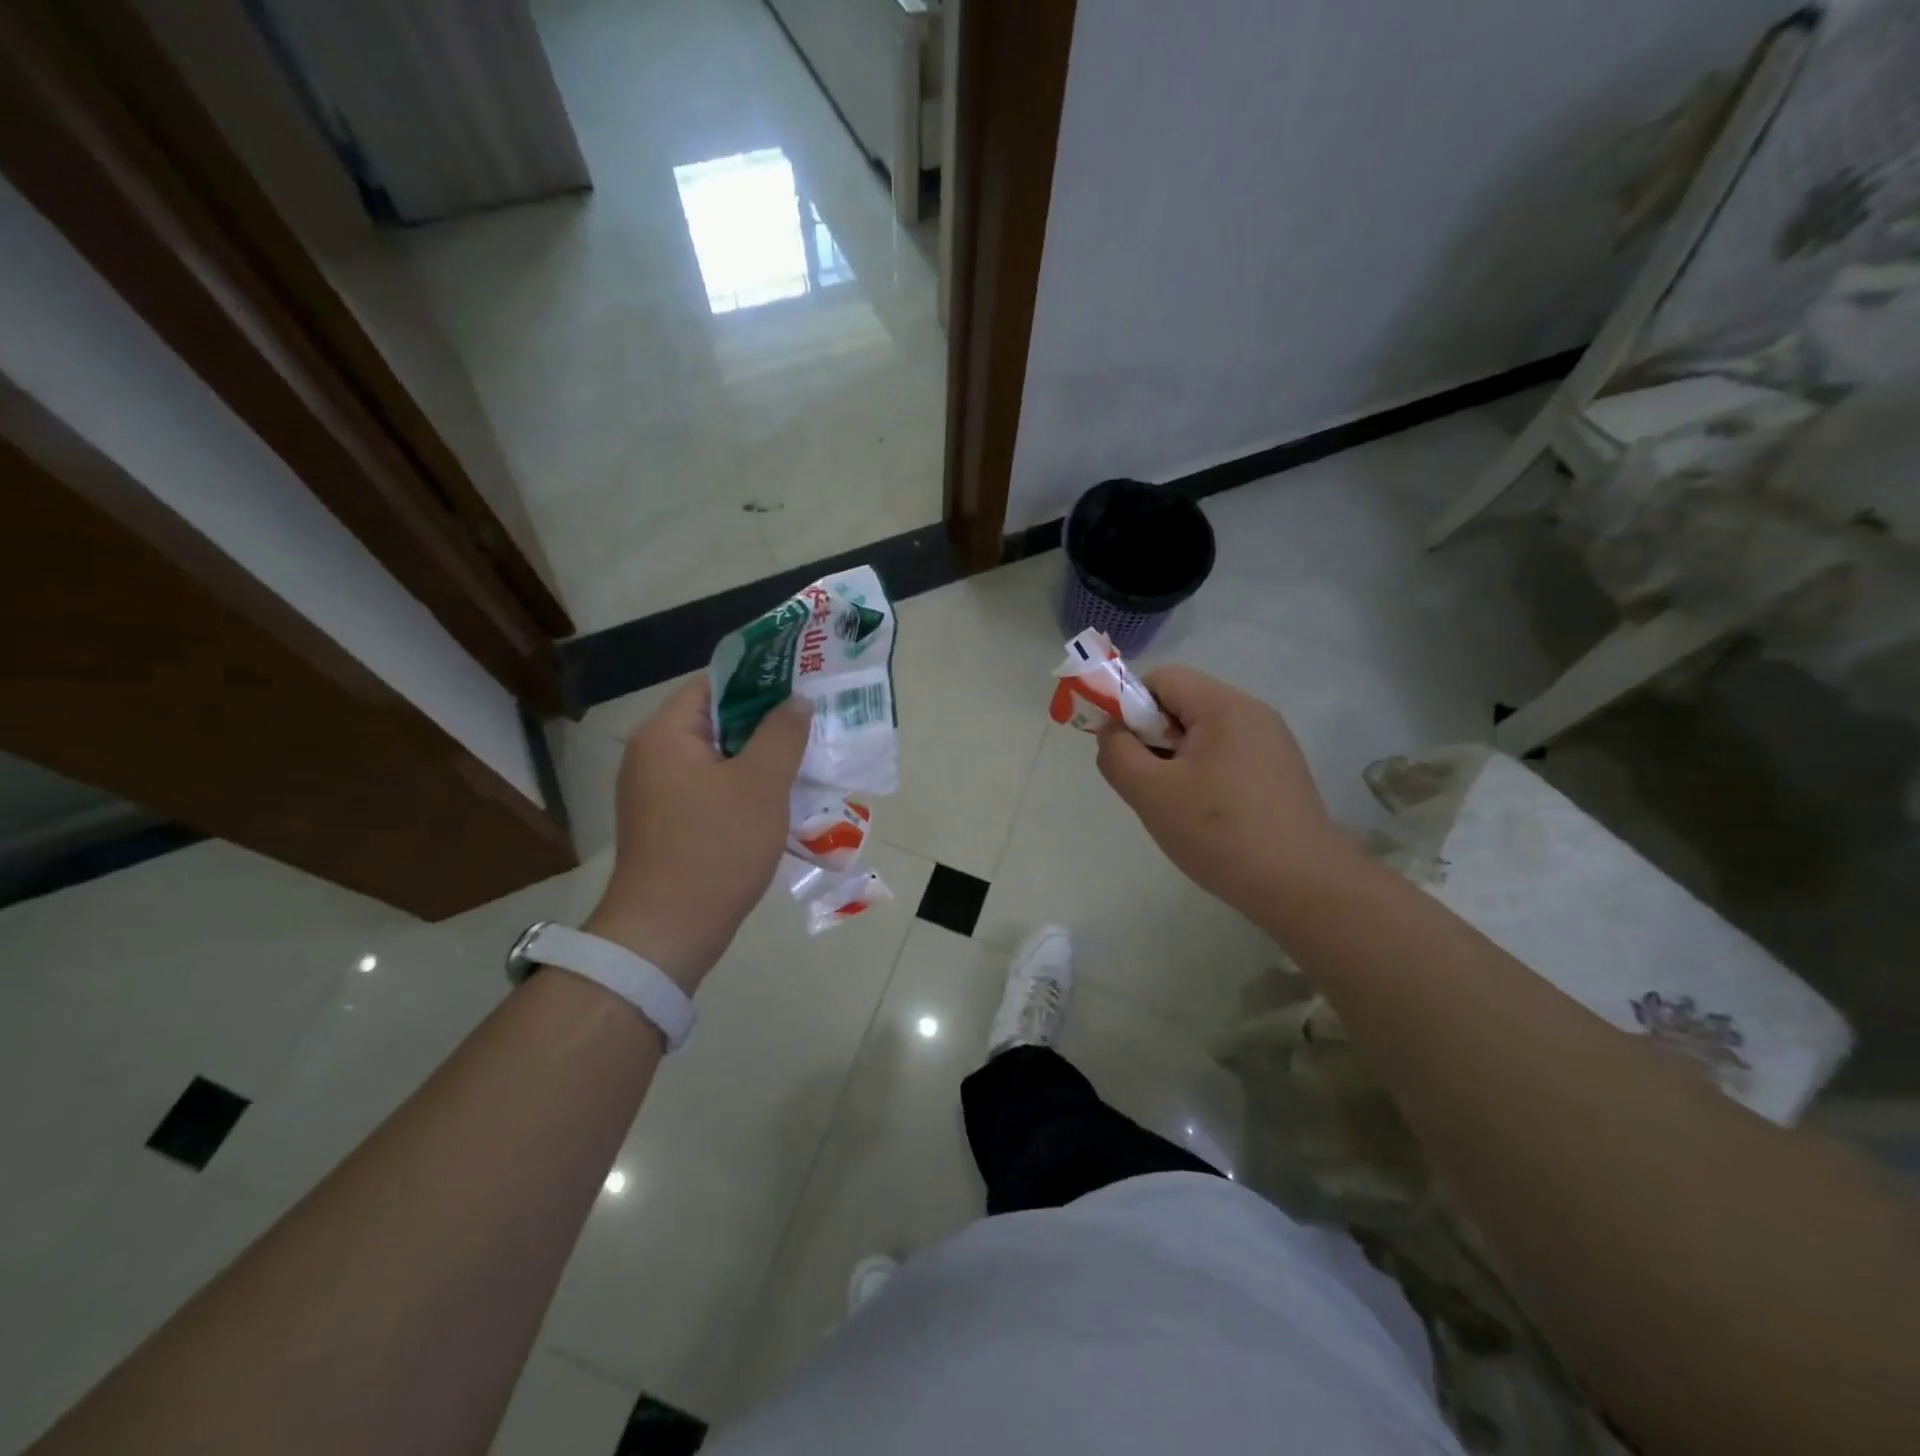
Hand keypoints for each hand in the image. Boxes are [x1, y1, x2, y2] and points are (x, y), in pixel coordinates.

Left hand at [584, 679, 811, 990]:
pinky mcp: (666, 823)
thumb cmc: (716, 848)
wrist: (668, 932)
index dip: (760, 680)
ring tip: (804, 761)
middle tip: (812, 725)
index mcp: (665, 733)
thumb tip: (796, 700)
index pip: (714, 684)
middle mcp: (652, 755)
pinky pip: (710, 789)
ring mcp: (655, 792)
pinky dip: (742, 787)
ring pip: (716, 758)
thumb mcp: (762, 784)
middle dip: (766, 723)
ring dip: (758, 758)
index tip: (802, 688)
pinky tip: (778, 800)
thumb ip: (782, 733)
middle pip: (716, 721)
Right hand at [1095, 665, 1350, 917]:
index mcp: (1223, 705)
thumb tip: (1112, 730)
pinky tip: (1209, 815)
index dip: (1130, 706)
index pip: (1161, 678)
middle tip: (1149, 784)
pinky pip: (1229, 754)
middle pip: (1183, 703)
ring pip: (1205, 732)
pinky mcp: (1282, 770)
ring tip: (1178, 805)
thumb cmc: (1219, 832)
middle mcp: (1252, 711)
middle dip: (1154, 736)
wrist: (1302, 886)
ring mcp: (1273, 741)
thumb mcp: (1150, 792)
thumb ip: (1117, 753)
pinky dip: (1206, 774)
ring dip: (1178, 758)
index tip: (1125, 751)